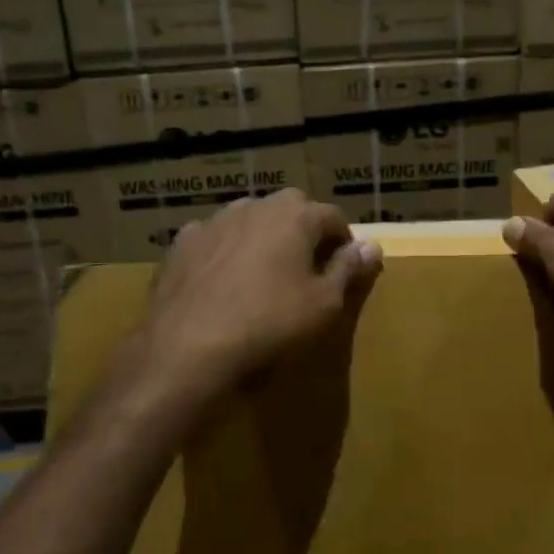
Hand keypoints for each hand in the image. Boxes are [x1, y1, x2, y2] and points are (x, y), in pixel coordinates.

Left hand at [140, 190, 382, 397]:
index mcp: (294, 216)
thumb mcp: (323, 303)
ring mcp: (212, 222)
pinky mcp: (180, 245)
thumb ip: (348, 269)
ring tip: (264, 274)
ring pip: (248, 220)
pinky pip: (214, 240)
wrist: (188, 347)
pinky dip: (224, 253)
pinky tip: (222, 282)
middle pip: (289, 209)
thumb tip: (373, 246)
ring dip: (262, 237)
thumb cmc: (269, 324)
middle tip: (307, 267)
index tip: (345, 268)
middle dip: (303, 231)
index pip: (333, 216)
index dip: (344, 241)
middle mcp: (253, 207)